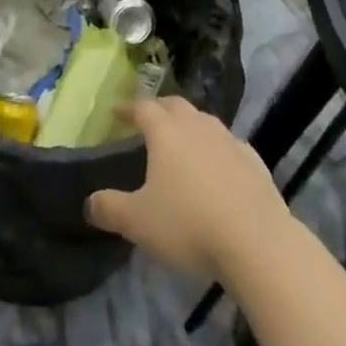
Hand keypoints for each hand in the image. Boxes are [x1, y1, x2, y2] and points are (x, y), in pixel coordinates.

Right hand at [87, 97, 291, 281]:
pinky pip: (229, 144)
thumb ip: (111, 209)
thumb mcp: (139, 222)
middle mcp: (196, 125)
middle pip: (174, 105)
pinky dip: (217, 148)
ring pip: (204, 121)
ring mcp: (228, 140)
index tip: (116, 111)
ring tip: (182, 141)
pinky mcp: (253, 160)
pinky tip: (218, 165)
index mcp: (166, 132)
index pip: (142, 108)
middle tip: (148, 119)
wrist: (256, 240)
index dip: (127, 108)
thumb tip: (89, 202)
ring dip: (189, 125)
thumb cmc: (189, 224)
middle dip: (159, 108)